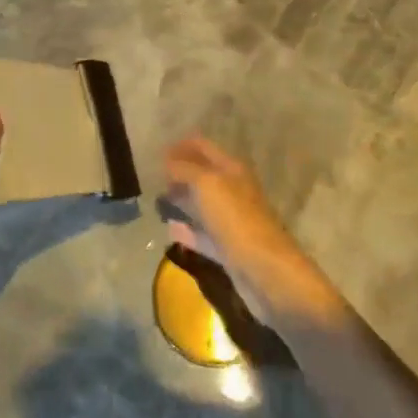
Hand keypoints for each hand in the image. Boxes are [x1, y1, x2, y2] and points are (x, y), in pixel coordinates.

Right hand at [163, 135, 341, 326]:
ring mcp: (231, 221)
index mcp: (231, 169)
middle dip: (178, 174)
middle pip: (201, 176)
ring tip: (156, 201)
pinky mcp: (228, 248)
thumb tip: (167, 161)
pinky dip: (186, 231)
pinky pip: (202, 234)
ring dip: (181, 202)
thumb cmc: (236, 219)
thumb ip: (184, 169)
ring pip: (201, 205)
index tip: (156, 153)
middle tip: (151, 178)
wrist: (266, 271)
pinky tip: (169, 230)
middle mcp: (232, 190)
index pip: (202, 147)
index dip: (180, 146)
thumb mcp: (206, 185)